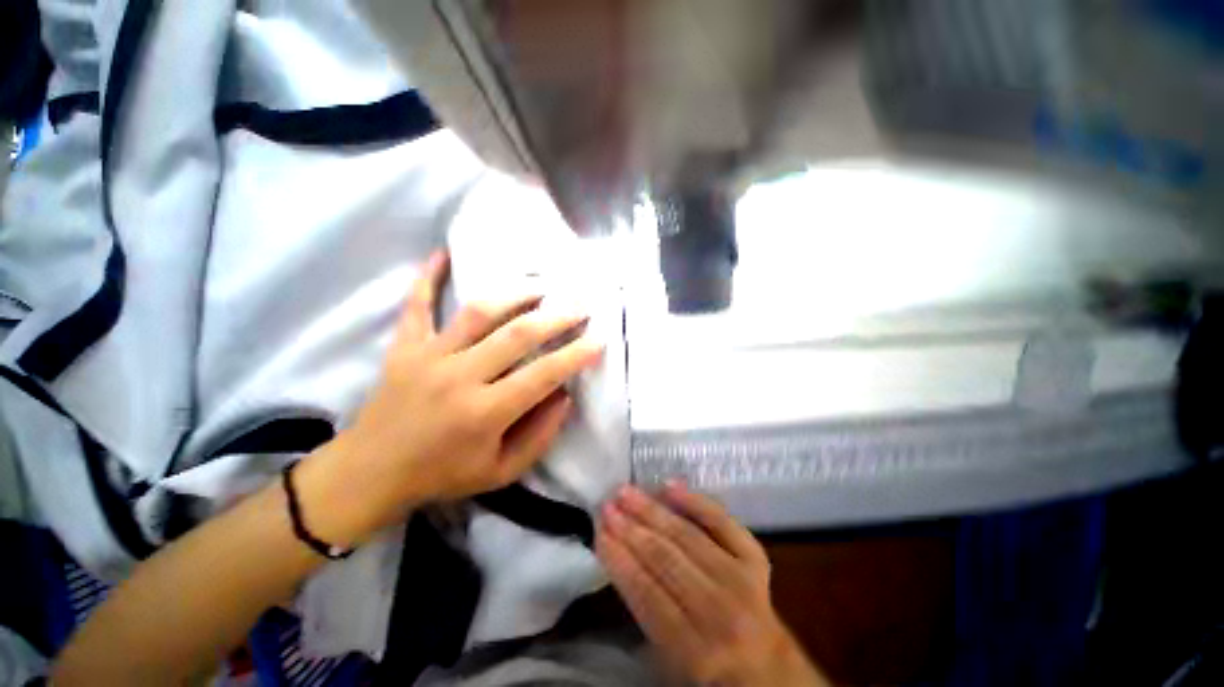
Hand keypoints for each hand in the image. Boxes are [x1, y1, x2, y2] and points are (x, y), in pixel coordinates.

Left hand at [300, 252, 603, 543]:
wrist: (370, 474)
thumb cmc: (442, 475)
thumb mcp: (501, 471)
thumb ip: (539, 436)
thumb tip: (564, 395)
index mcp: (485, 413)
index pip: (544, 374)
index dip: (576, 355)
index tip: (599, 339)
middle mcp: (460, 377)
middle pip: (518, 335)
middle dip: (557, 316)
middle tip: (581, 305)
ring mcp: (429, 357)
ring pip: (479, 312)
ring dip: (515, 294)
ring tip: (540, 286)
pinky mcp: (404, 347)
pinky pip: (416, 305)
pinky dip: (427, 278)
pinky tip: (441, 253)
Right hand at [597, 483, 827, 686]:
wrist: (768, 667)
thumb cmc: (709, 664)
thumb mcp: (670, 659)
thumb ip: (645, 612)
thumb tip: (618, 556)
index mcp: (696, 651)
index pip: (648, 595)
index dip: (620, 561)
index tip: (599, 532)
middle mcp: (721, 612)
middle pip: (667, 560)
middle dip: (631, 530)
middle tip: (607, 505)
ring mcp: (741, 579)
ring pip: (688, 536)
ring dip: (652, 511)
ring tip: (625, 492)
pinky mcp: (755, 557)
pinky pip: (722, 522)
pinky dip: (696, 501)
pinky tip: (670, 486)